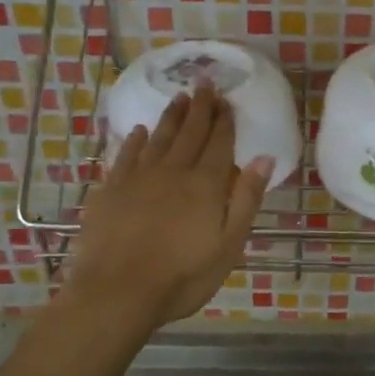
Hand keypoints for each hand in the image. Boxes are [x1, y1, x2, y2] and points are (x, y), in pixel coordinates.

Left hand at [61, 85, 272, 333]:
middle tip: (204, 83)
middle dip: (200, 108)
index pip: (219, 143)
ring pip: (158, 138)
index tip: (227, 100)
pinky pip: (125, 154)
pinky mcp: (111, 189)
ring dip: (171, 117)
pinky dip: (134, 140)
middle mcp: (173, 171)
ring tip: (180, 98)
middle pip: (190, 133)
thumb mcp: (228, 245)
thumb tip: (263, 158)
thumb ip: (246, 199)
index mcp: (205, 185)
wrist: (117, 292)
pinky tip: (138, 131)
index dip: (224, 120)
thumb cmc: (182, 277)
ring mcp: (138, 178)